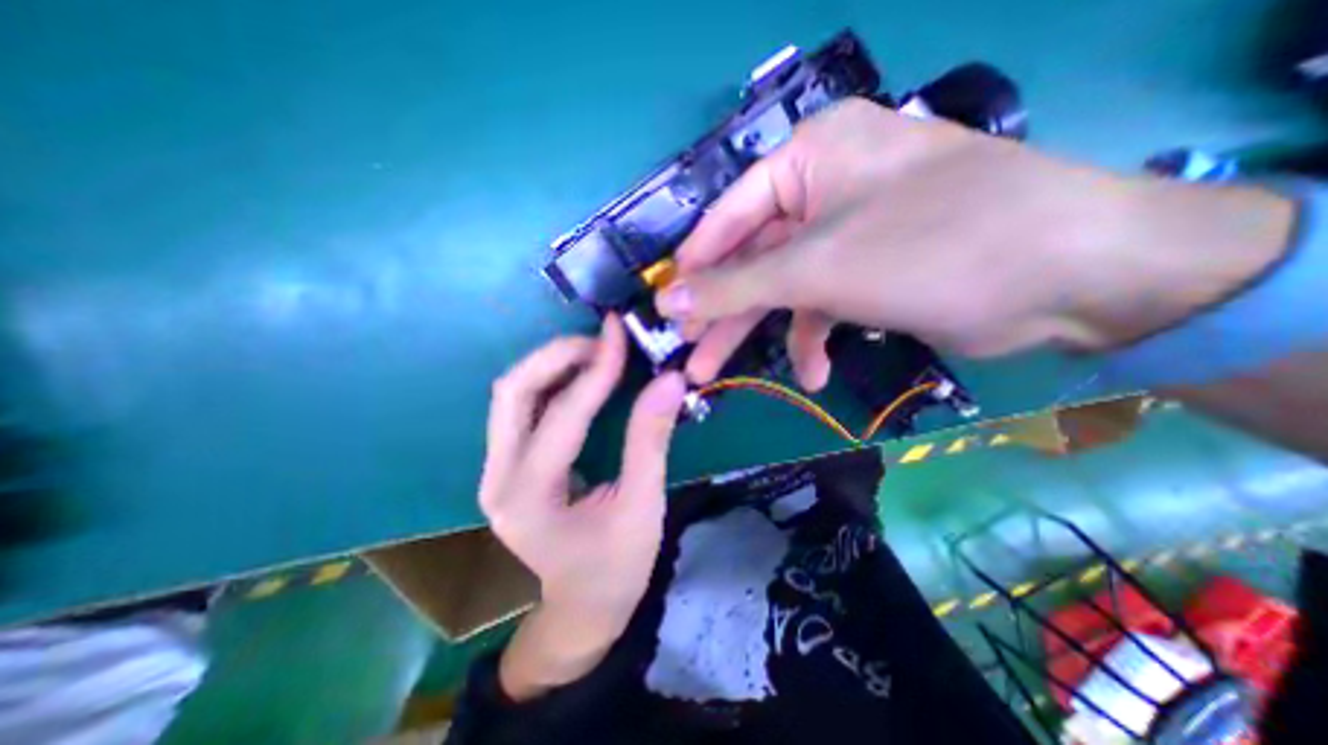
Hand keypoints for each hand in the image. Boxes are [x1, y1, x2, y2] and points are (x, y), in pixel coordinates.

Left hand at [479, 316, 684, 701]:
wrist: (582, 609)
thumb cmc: (616, 568)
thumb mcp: (642, 507)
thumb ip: (650, 440)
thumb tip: (668, 380)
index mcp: (530, 498)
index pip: (562, 415)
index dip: (596, 370)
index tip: (620, 334)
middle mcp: (497, 479)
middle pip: (512, 392)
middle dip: (558, 356)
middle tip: (603, 341)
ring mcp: (495, 471)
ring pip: (512, 395)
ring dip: (552, 364)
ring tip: (597, 352)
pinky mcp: (507, 466)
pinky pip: (522, 408)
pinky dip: (552, 382)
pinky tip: (583, 375)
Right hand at [657, 100, 1292, 388]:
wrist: (1069, 278)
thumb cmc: (931, 247)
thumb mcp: (815, 268)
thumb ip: (735, 285)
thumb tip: (668, 298)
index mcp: (809, 158)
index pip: (728, 216)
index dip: (695, 266)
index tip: (666, 307)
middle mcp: (825, 188)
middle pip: (752, 258)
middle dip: (720, 311)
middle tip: (689, 353)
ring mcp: (847, 232)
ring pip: (781, 287)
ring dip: (758, 333)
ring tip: (721, 376)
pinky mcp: (869, 270)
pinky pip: (821, 303)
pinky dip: (812, 339)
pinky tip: (815, 373)